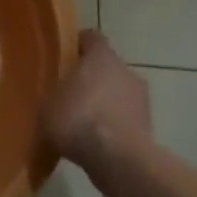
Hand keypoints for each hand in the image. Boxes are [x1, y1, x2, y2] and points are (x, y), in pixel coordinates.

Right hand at [43, 31, 151, 175]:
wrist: (117, 159)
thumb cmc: (77, 119)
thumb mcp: (48, 104)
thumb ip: (52, 93)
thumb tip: (53, 95)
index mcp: (101, 56)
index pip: (91, 38)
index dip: (77, 44)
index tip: (64, 55)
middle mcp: (125, 70)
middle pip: (106, 66)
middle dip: (90, 77)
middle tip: (68, 92)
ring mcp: (141, 98)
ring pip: (117, 93)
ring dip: (104, 102)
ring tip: (81, 121)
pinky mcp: (148, 125)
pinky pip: (124, 118)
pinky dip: (113, 124)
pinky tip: (95, 141)